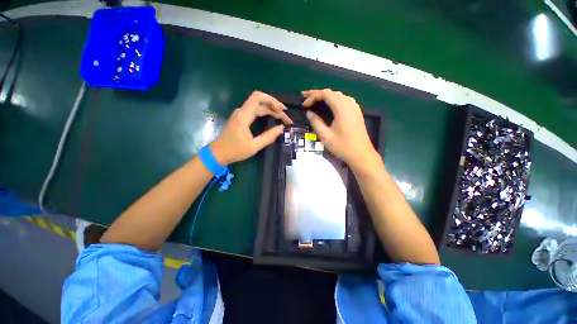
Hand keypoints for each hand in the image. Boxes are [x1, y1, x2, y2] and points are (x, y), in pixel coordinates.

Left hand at [210, 91, 292, 164]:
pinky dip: (266, 112)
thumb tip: (281, 128)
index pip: (258, 98)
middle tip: (286, 117)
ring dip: (271, 109)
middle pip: (260, 101)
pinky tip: (272, 117)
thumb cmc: (235, 150)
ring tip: (282, 117)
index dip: (272, 100)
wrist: (219, 153)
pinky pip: (255, 110)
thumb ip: (269, 137)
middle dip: (275, 107)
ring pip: (259, 105)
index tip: (282, 110)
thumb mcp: (254, 146)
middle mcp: (242, 111)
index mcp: (244, 116)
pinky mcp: (241, 117)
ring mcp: (241, 113)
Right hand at [302, 89, 377, 169]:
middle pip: (331, 92)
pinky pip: (344, 100)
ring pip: (338, 95)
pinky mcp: (356, 112)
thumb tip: (309, 113)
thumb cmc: (343, 146)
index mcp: (341, 108)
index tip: (303, 104)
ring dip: (326, 96)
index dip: (312, 96)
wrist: (361, 154)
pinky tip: (329, 105)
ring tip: (315, 100)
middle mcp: (349, 103)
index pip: (325, 94)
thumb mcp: (325, 136)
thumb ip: (316, 122)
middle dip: (317, 94)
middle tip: (305, 98)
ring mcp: (354, 107)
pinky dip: (334, 100)